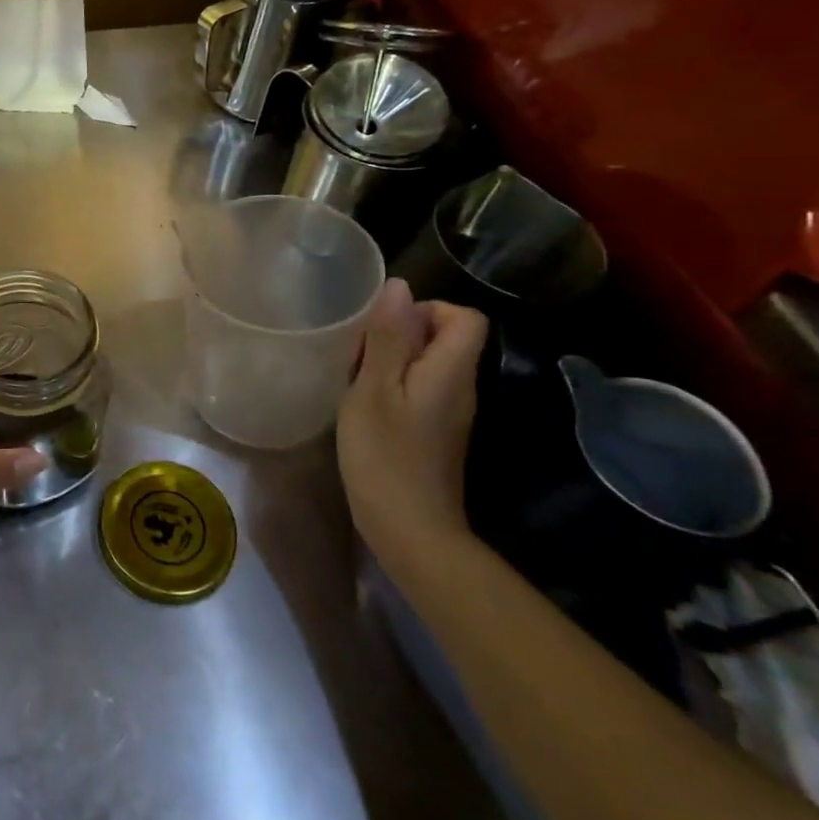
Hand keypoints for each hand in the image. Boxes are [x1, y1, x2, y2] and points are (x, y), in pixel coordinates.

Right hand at [336, 278, 487, 570]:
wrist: (409, 531)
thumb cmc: (385, 456)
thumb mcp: (374, 390)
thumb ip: (388, 338)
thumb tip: (399, 288)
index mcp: (451, 372)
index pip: (464, 317)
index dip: (427, 309)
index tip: (384, 326)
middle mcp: (460, 388)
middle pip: (446, 338)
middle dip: (400, 332)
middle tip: (358, 352)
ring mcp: (449, 413)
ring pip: (428, 363)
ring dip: (391, 359)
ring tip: (354, 375)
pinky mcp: (433, 432)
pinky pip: (419, 388)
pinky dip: (391, 384)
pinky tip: (362, 403)